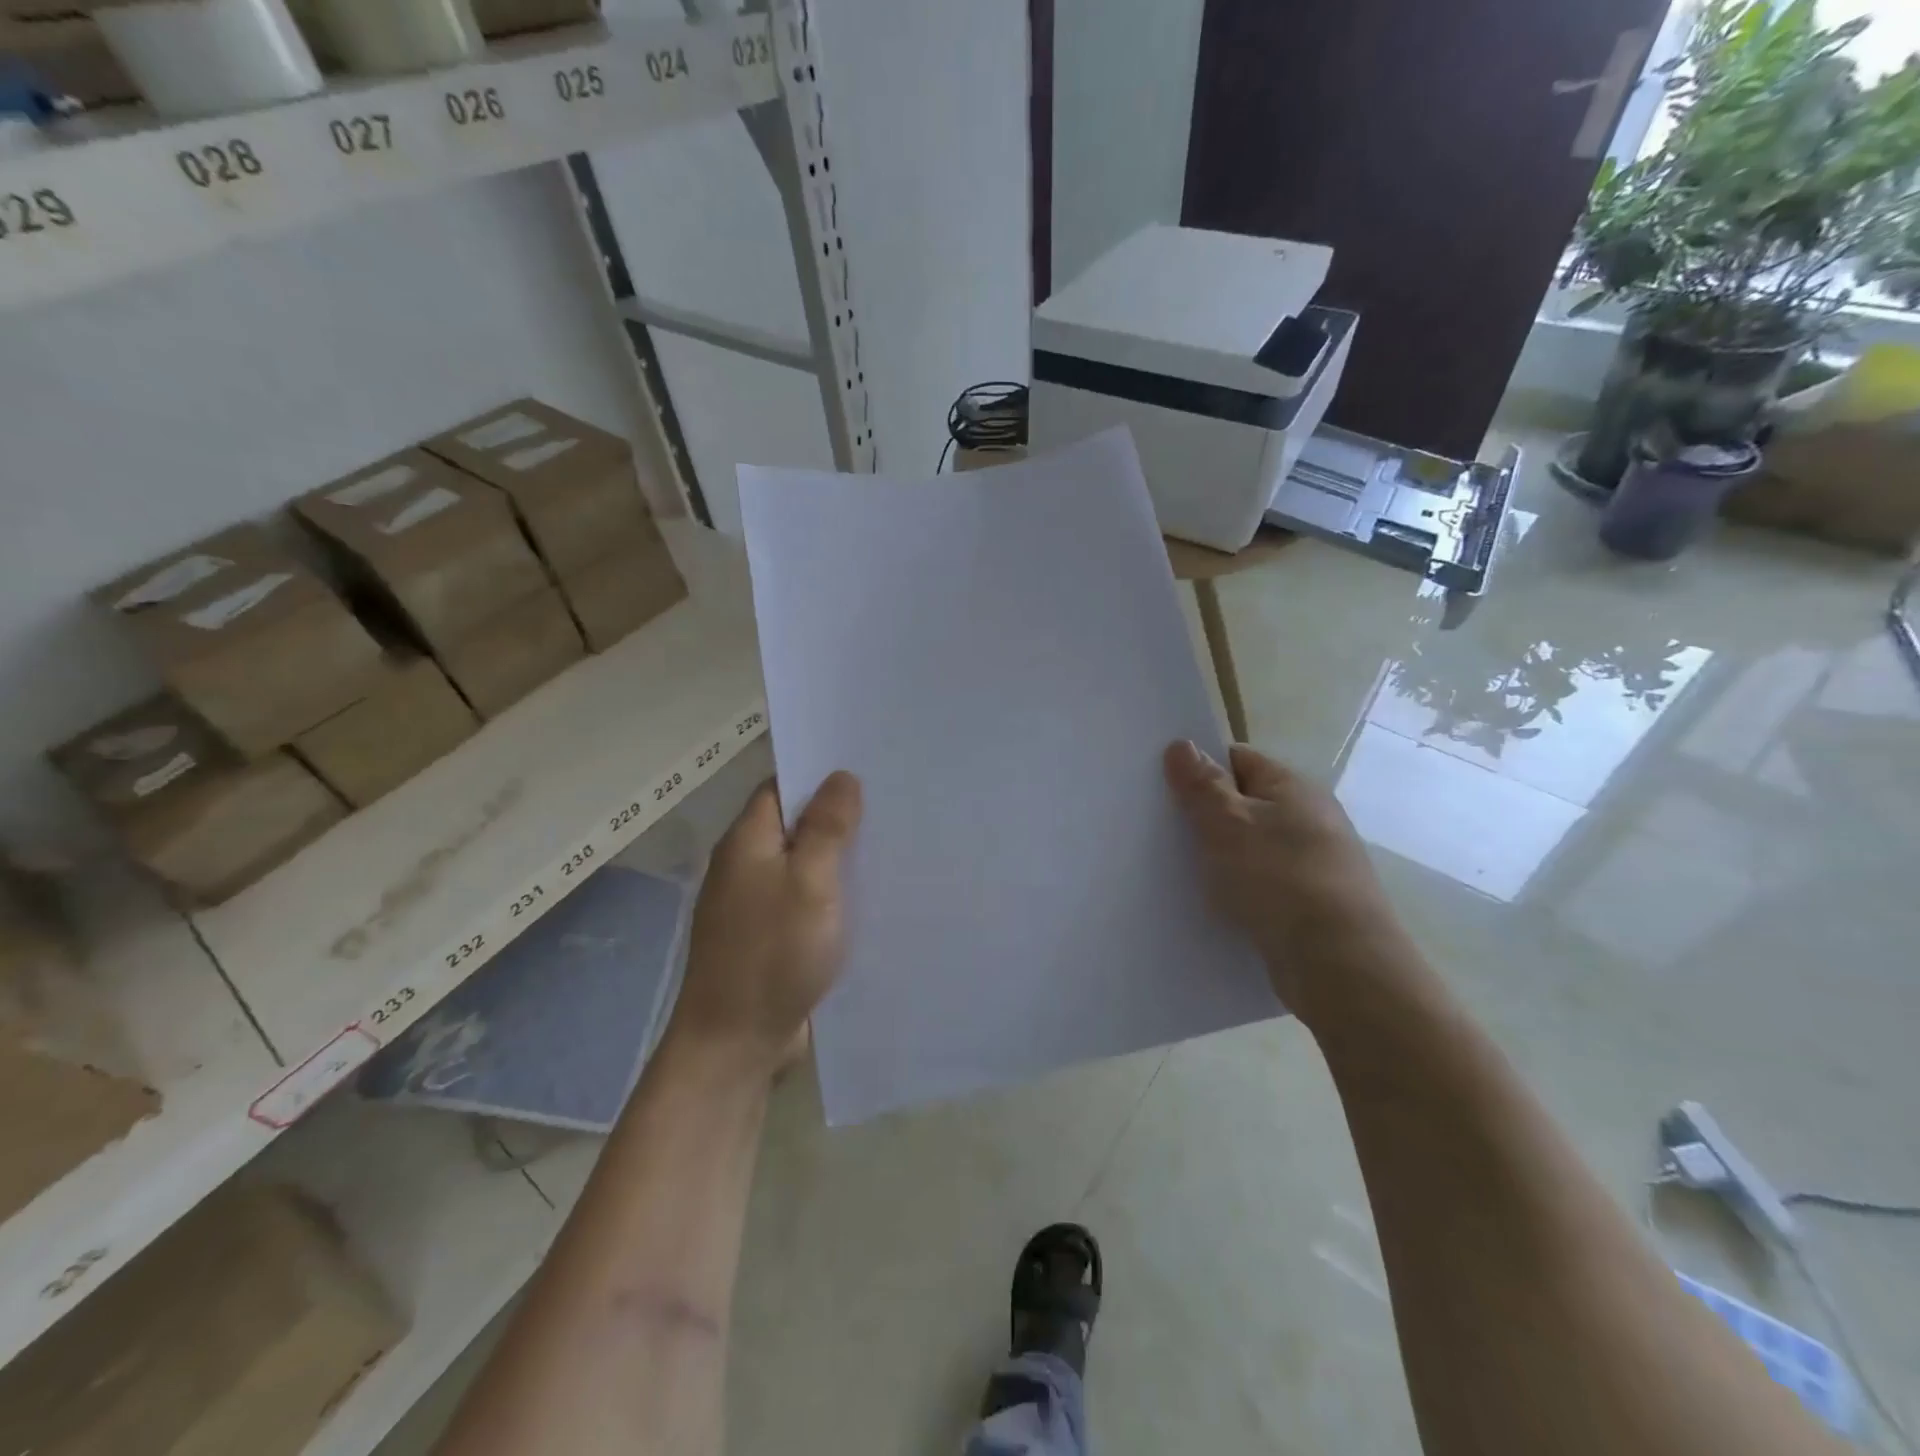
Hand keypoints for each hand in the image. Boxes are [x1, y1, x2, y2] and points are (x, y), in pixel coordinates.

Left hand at [664, 772, 862, 1077]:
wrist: (736, 1044)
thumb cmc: (773, 954)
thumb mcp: (809, 883)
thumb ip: (826, 828)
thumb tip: (840, 777)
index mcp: (746, 843)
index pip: (781, 788)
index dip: (819, 776)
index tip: (866, 770)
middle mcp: (745, 868)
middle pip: (793, 826)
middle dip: (837, 817)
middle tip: (892, 806)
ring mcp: (755, 906)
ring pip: (802, 866)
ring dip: (838, 859)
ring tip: (892, 845)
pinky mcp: (770, 939)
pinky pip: (805, 902)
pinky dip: (832, 896)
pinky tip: (871, 898)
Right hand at [1164, 741, 1432, 1029]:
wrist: (1340, 965)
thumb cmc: (1279, 879)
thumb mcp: (1228, 823)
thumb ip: (1201, 785)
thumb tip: (1182, 744)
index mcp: (1293, 788)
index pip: (1238, 759)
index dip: (1200, 768)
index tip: (1163, 786)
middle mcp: (1310, 819)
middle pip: (1245, 804)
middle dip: (1206, 816)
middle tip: (1162, 830)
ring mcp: (1315, 864)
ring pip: (1253, 849)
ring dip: (1221, 858)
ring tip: (1179, 871)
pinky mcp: (1312, 905)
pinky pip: (1264, 886)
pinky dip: (1240, 891)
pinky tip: (1214, 906)